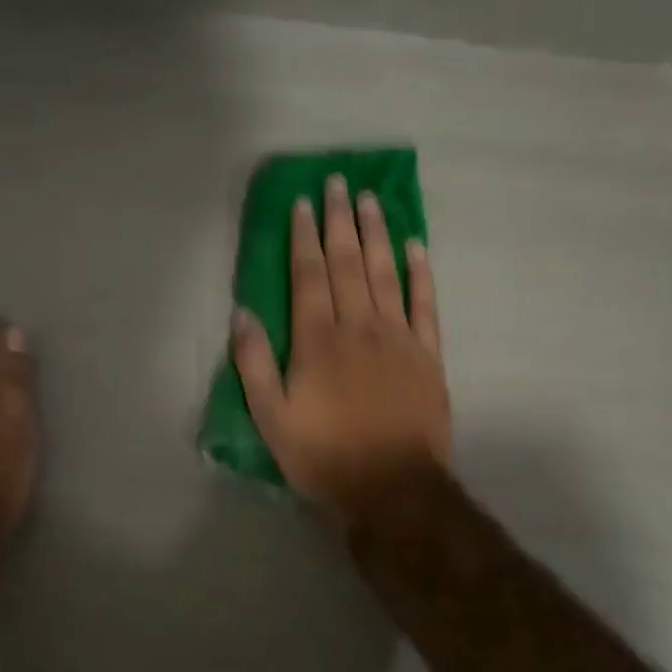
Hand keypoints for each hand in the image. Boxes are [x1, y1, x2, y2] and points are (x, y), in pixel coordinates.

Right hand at [233, 175, 450, 522]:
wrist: (394, 489)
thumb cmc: (325, 456)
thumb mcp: (272, 419)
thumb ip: (255, 363)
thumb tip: (243, 312)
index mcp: (318, 340)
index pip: (310, 275)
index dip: (304, 237)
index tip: (303, 203)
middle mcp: (359, 327)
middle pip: (348, 263)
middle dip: (339, 220)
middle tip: (338, 183)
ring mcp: (399, 337)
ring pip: (386, 273)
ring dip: (377, 233)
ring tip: (370, 199)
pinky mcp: (428, 354)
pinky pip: (426, 304)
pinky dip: (421, 272)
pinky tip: (415, 246)